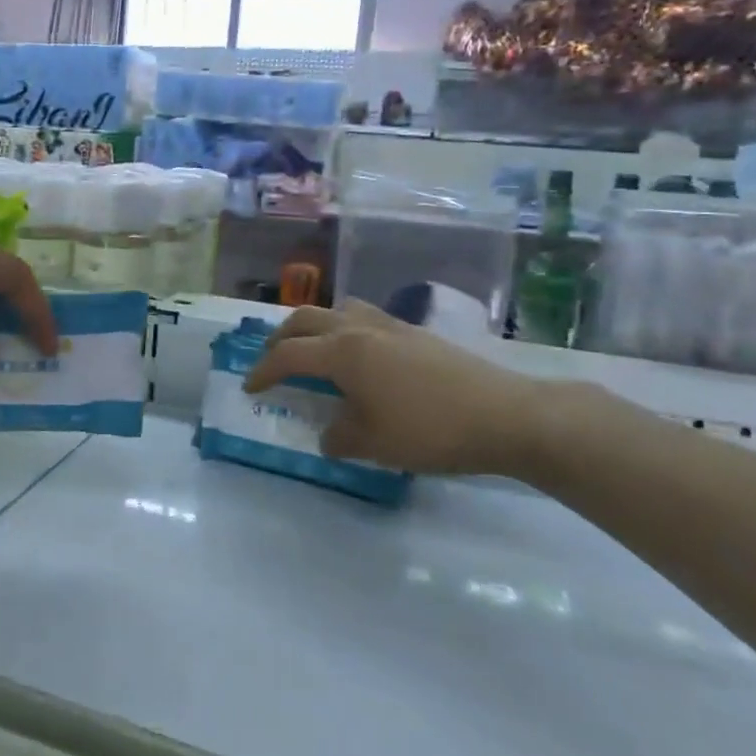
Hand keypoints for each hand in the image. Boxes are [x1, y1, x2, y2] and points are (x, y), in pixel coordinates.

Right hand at [243, 301, 549, 476]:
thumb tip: (329, 433)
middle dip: (281, 338)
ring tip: (312, 350)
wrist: (505, 415)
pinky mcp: (416, 333)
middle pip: (306, 320)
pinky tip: (358, 355)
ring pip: (337, 311)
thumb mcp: (373, 444)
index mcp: (343, 352)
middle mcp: (360, 328)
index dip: (263, 371)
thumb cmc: (430, 430)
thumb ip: (339, 436)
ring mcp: (391, 326)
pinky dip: (344, 330)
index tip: (250, 388)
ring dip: (314, 327)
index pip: (288, 355)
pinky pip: (364, 319)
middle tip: (271, 360)